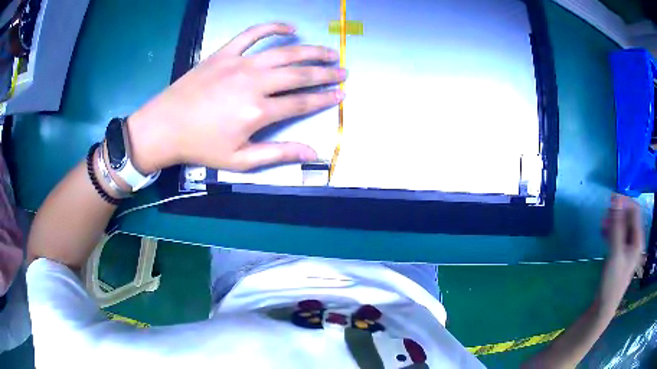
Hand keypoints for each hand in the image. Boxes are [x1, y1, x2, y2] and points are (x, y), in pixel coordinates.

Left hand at [127, 23, 346, 172]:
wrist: (165, 126)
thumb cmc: (201, 146)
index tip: (342, 94)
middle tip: (343, 71)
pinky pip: (253, 34)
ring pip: (284, 52)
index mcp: (258, 112)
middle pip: (299, 74)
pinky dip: (272, 27)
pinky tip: (289, 28)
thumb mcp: (240, 160)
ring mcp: (239, 64)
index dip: (325, 98)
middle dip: (326, 73)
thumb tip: (313, 153)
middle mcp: (254, 83)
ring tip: (330, 51)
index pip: (302, 102)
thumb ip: (278, 153)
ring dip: (311, 51)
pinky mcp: (225, 53)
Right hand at [598, 195, 644, 313]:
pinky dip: (612, 229)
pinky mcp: (621, 253)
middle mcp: (635, 240)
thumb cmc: (612, 282)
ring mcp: (628, 247)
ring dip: (614, 220)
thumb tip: (615, 200)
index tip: (611, 199)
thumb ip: (616, 227)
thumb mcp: (615, 254)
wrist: (604, 307)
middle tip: (605, 213)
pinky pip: (619, 234)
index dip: (625, 201)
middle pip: (629, 216)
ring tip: (603, 223)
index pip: (635, 210)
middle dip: (618, 211)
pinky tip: (604, 232)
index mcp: (638, 240)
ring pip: (623, 225)